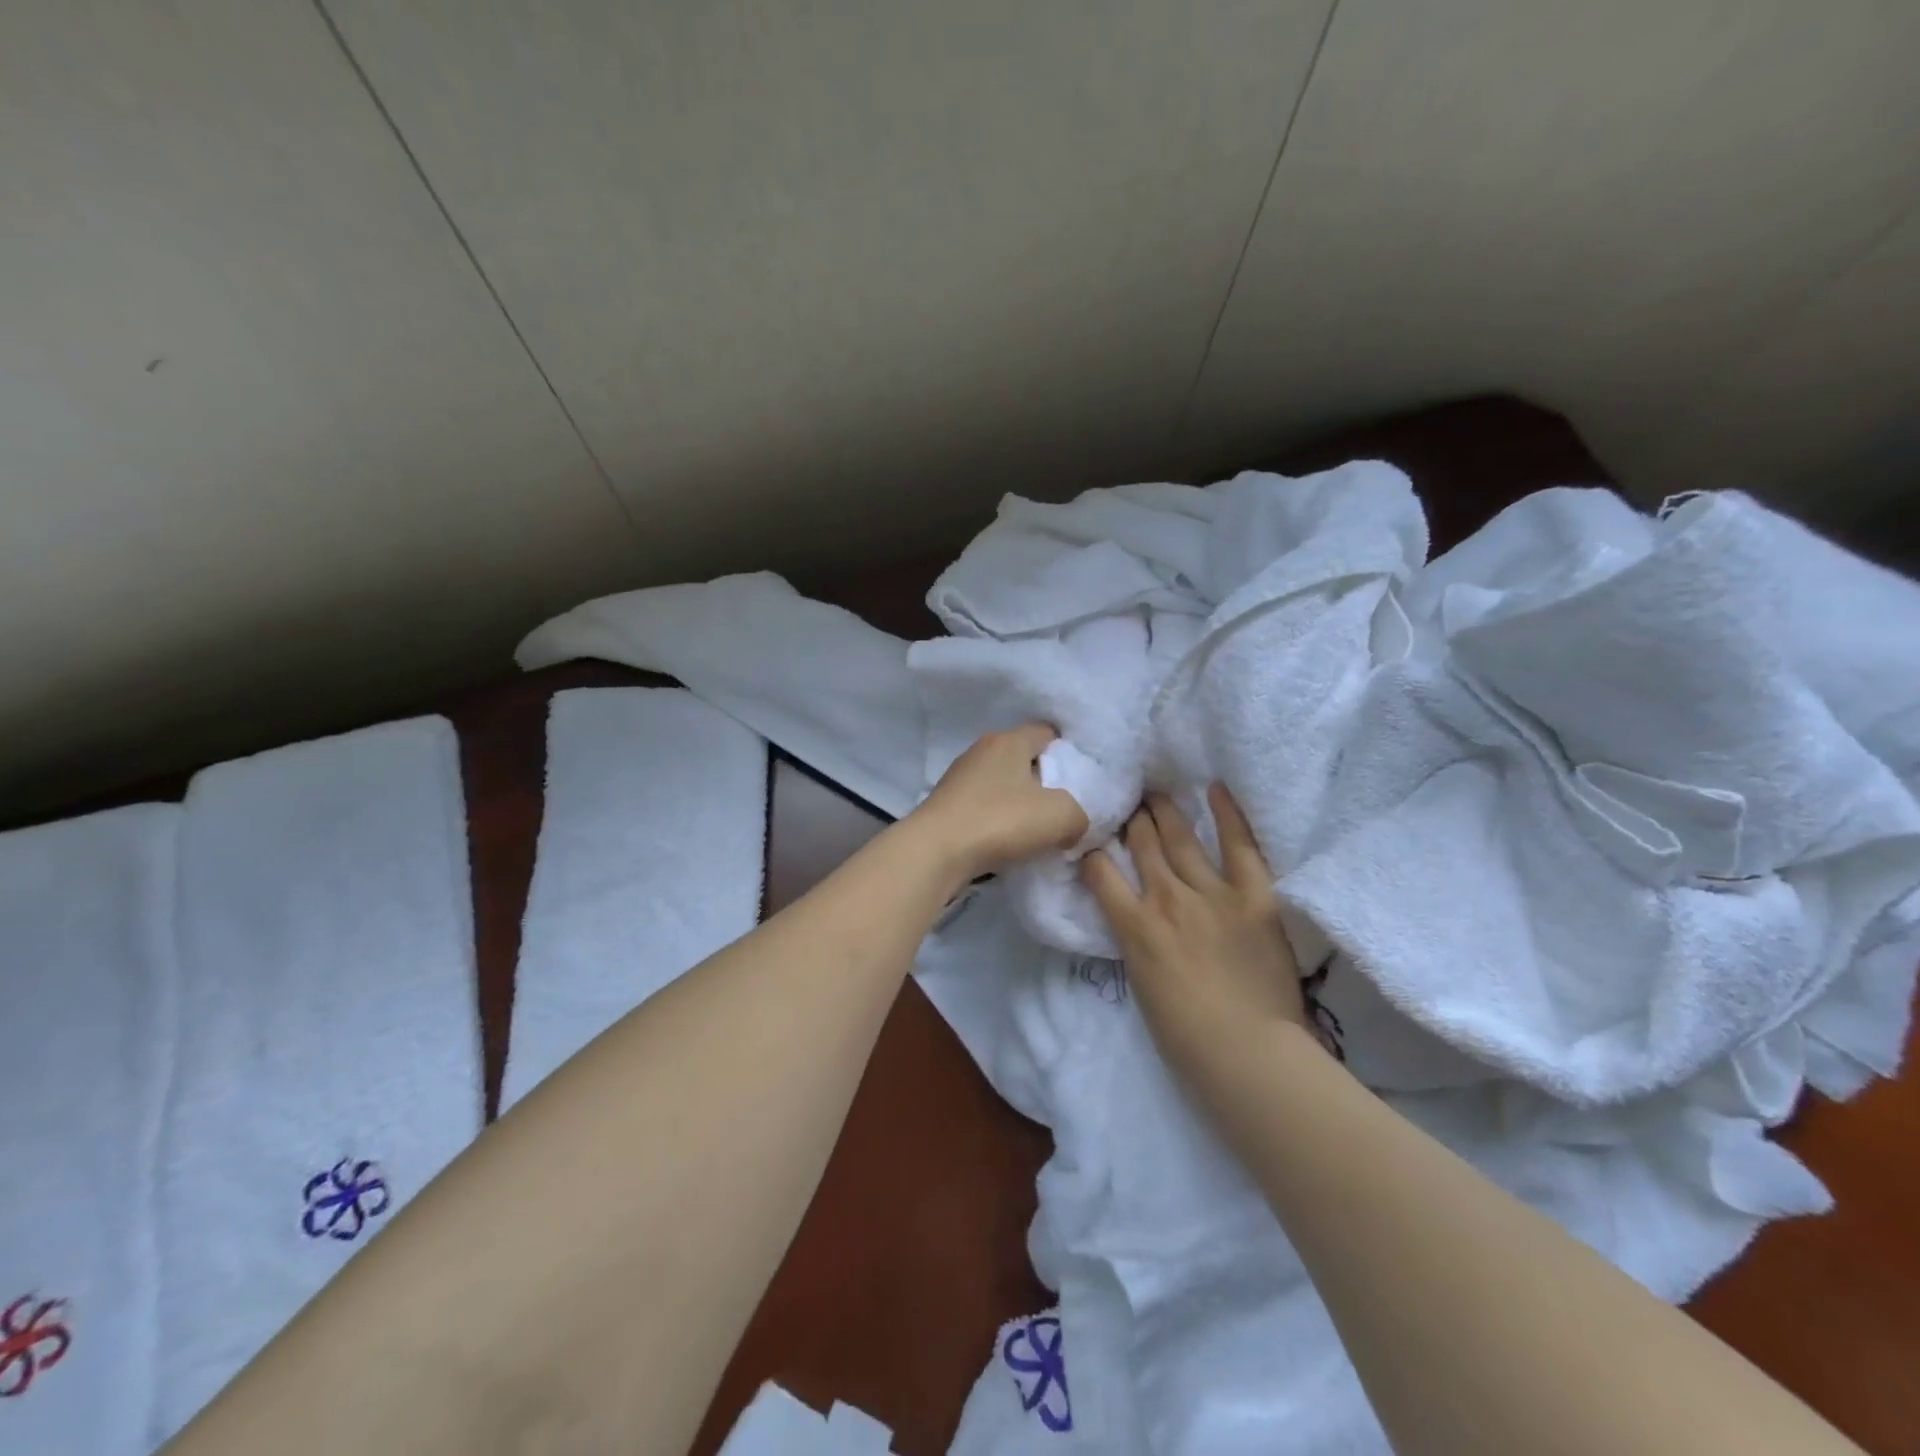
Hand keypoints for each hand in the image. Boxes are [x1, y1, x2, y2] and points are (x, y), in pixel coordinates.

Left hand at [909, 724, 1090, 883]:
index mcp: (1009, 739)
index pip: (1047, 733)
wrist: (935, 851)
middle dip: (1045, 782)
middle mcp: (982, 750)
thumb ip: (1081, 813)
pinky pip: (983, 805)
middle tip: (1062, 810)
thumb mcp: (1061, 816)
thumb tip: (1073, 822)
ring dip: (1019, 804)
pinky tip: (1006, 842)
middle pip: (1024, 759)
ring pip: (1002, 784)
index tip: (1081, 784)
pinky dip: (997, 820)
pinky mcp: (946, 804)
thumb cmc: (1000, 821)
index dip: (1069, 755)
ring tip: (1036, 832)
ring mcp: (959, 776)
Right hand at [1081, 784, 1310, 1069]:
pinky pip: (1240, 847)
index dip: (1092, 849)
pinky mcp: (1253, 896)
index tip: (1093, 836)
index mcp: (1135, 926)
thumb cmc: (1186, 1036)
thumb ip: (1137, 940)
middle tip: (1129, 801)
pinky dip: (1228, 815)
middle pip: (1141, 844)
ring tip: (1157, 792)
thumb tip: (1137, 918)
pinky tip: (1215, 789)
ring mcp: (1211, 893)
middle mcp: (1166, 899)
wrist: (1247, 1053)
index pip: (1100, 871)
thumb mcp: (1142, 982)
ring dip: (1165, 812)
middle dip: (1131, 819)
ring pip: (1180, 838)